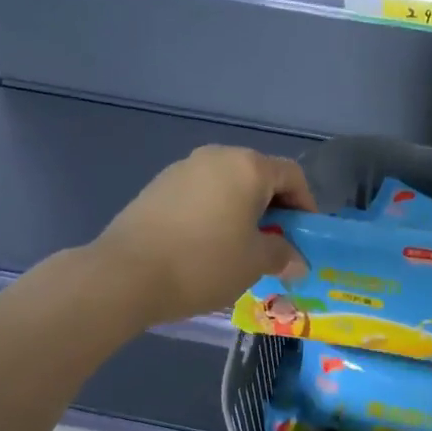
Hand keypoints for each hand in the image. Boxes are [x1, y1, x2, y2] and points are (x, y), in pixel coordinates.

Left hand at [92, 146, 315, 327]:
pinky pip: (200, 194)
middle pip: (258, 176)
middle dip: (273, 208)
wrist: (126, 274)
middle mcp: (216, 156)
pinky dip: (213, 213)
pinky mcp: (157, 186)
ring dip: (241, 211)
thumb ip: (282, 255)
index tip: (304, 236)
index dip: (306, 205)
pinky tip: (205, 245)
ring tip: (239, 248)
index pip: (292, 175)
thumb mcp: (254, 263)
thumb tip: (295, 259)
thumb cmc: (204, 263)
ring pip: (227, 185)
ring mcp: (183, 168)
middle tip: (274, 244)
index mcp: (248, 167)